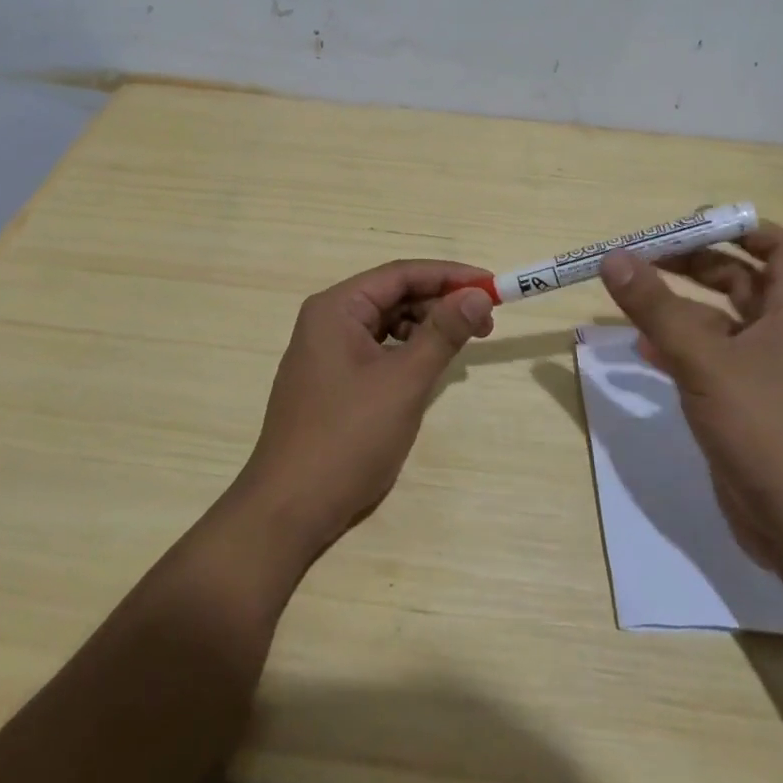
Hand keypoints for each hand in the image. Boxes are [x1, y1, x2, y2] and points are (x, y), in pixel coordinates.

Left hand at [237, 260, 494, 559]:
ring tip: (463, 345)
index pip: (400, 274)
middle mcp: (327, 321)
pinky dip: (407, 352)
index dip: (450, 275)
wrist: (290, 509)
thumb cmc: (348, 438)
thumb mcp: (404, 381)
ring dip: (426, 328)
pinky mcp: (330, 382)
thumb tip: (479, 296)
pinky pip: (376, 351)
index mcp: (336, 308)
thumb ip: (443, 333)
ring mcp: (325, 353)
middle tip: (486, 323)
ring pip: (386, 324)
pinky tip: (429, 367)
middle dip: (440, 304)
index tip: (492, 285)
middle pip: (392, 296)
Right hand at [598, 223, 782, 568]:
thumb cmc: (764, 430)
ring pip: (719, 321)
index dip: (740, 228)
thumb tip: (614, 258)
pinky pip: (708, 359)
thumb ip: (656, 308)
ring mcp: (764, 372)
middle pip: (741, 279)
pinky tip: (641, 350)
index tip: (689, 224)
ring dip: (679, 306)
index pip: (780, 248)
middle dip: (695, 263)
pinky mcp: (744, 403)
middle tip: (645, 258)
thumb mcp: (704, 361)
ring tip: (631, 297)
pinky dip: (677, 347)